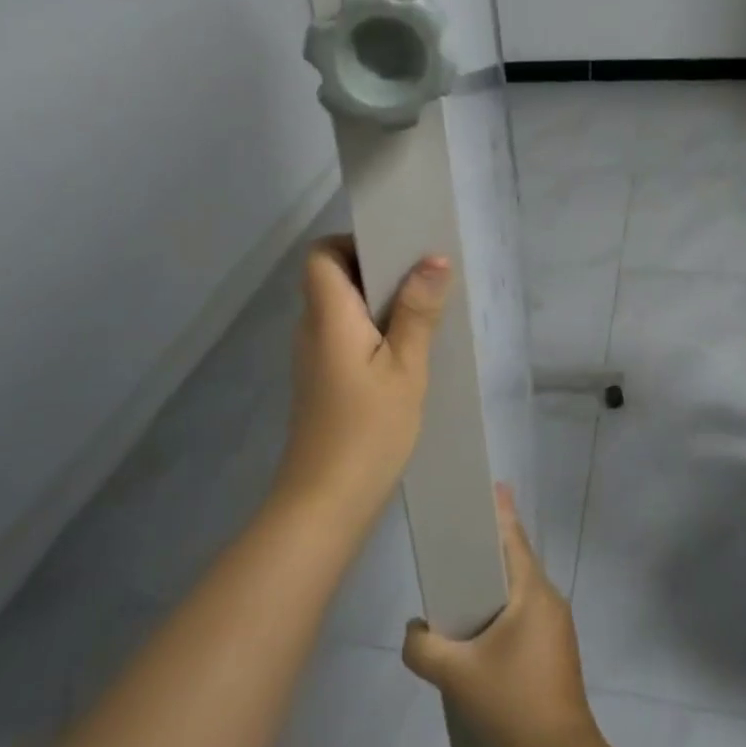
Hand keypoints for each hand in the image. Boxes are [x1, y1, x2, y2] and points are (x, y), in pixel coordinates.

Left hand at [277, 236, 451, 523]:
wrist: (325, 503)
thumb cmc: (368, 430)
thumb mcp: (406, 369)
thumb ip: (418, 312)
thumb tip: (433, 259)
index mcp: (328, 315)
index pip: (321, 254)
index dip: (353, 244)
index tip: (395, 254)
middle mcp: (312, 328)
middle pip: (333, 278)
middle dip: (376, 271)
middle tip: (423, 281)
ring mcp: (314, 357)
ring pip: (342, 309)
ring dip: (378, 304)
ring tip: (424, 313)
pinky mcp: (322, 381)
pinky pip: (345, 336)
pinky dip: (372, 331)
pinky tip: (406, 352)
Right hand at [401, 484, 598, 746]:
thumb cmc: (513, 702)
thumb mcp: (456, 674)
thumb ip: (422, 647)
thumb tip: (414, 631)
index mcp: (533, 592)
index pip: (514, 538)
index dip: (501, 510)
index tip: (492, 485)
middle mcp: (549, 600)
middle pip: (517, 560)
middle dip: (491, 544)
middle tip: (460, 532)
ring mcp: (556, 627)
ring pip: (521, 589)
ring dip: (495, 580)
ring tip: (462, 579)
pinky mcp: (556, 651)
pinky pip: (525, 612)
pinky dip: (502, 605)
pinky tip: (480, 625)